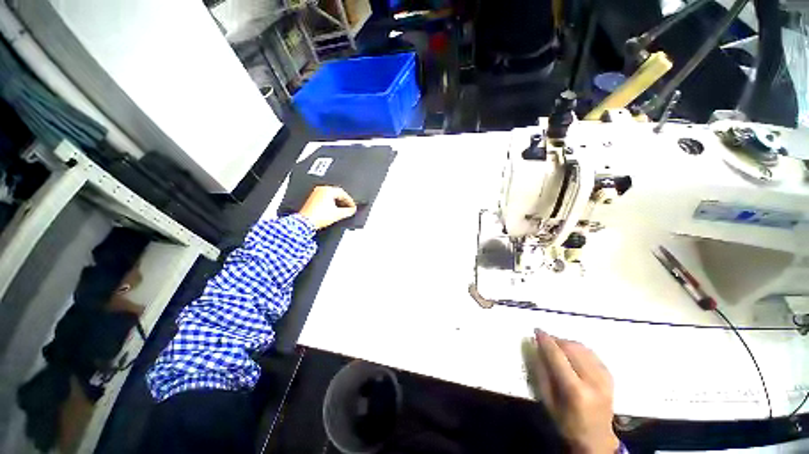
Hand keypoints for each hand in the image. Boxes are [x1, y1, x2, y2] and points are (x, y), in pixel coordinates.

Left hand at [298, 186, 356, 229]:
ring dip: (337, 202)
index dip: (350, 201)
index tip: (353, 206)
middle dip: (344, 201)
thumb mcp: (338, 214)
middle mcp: (321, 189)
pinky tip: (333, 210)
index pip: (343, 193)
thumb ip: (348, 211)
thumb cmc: (318, 216)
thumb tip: (352, 210)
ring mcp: (316, 194)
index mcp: (327, 190)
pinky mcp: (312, 199)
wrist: (305, 222)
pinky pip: (325, 199)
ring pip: (330, 196)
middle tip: (349, 208)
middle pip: (337, 193)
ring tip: (342, 210)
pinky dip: (331, 203)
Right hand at [532, 329, 618, 453]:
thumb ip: (541, 373)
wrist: (597, 440)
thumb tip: (535, 349)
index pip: (558, 357)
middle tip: (545, 339)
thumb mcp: (548, 402)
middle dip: (556, 340)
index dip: (546, 341)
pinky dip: (579, 348)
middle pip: (572, 348)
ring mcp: (604, 378)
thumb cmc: (567, 423)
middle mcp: (593, 381)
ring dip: (567, 342)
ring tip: (556, 345)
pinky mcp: (610, 377)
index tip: (536, 330)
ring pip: (582, 348)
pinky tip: (572, 352)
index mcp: (575, 390)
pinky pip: (592, 353)